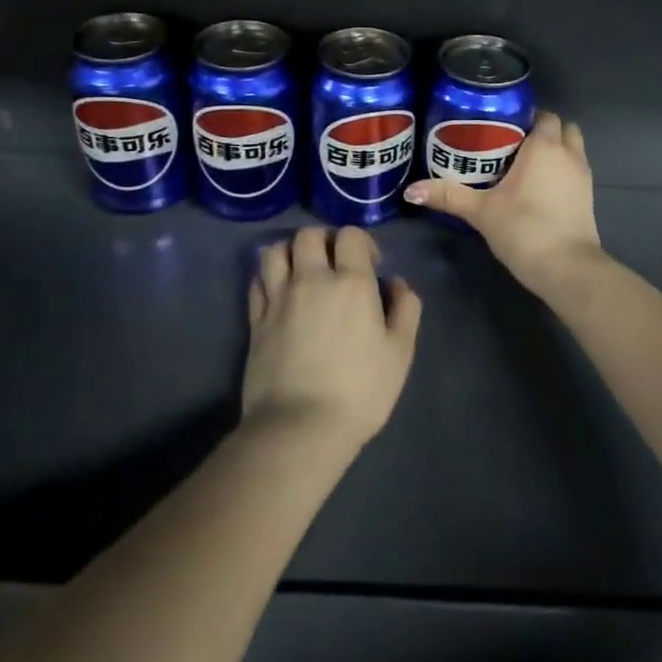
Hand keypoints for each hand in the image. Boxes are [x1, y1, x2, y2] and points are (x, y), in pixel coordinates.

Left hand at [242, 226, 421, 453]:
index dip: (362, 243)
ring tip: (301, 270)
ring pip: (275, 250)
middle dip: (324, 240)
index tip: (371, 265)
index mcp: (351, 282)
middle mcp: (311, 279)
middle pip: (309, 235)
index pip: (351, 235)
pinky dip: (268, 277)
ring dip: (290, 252)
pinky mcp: (255, 319)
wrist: (301, 426)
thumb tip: (396, 282)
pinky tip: (279, 292)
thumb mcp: (400, 352)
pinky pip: (256, 281)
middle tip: (334, 263)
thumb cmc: (360, 391)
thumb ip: (405, 309)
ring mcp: (278, 298)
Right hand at [404, 110, 602, 293]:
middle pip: (562, 128)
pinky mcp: (588, 198)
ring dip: (554, 152)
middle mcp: (569, 154)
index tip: (500, 129)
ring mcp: (583, 176)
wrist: (567, 268)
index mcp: (544, 146)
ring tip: (523, 167)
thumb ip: (447, 196)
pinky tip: (538, 190)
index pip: (543, 116)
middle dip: (542, 132)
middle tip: (511, 146)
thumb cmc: (524, 228)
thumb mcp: (480, 211)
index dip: (525, 118)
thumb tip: (410, 190)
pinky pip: (574, 172)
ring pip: (572, 150)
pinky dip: (561, 173)